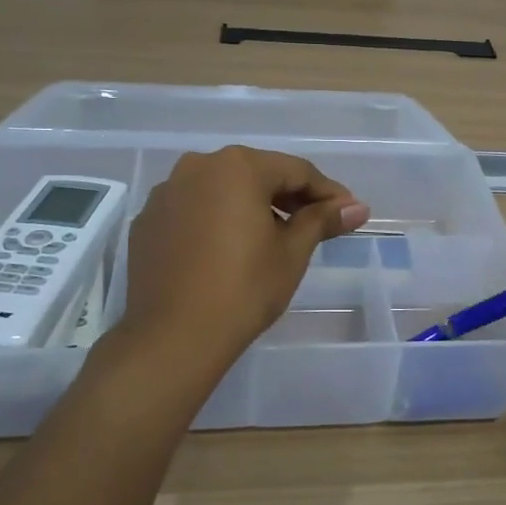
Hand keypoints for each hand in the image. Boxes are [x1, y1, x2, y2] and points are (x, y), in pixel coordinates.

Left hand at [119, 147, 369, 366]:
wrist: (173, 338)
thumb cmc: (244, 289)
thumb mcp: (291, 253)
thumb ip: (322, 220)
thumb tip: (357, 207)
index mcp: (237, 166)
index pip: (296, 171)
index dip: (328, 192)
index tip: (349, 213)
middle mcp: (197, 167)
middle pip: (256, 175)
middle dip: (289, 198)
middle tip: (317, 226)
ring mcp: (166, 193)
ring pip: (222, 191)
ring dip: (252, 207)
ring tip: (273, 239)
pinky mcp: (147, 221)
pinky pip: (194, 210)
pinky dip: (217, 221)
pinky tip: (229, 251)